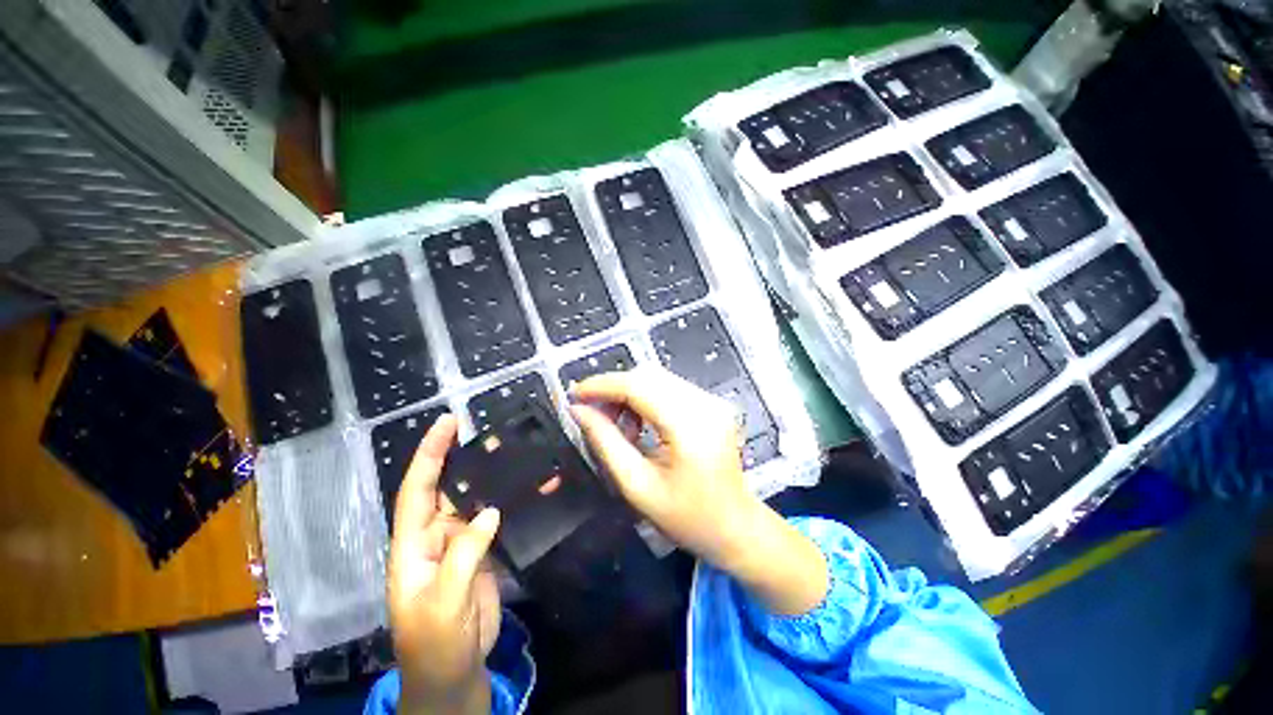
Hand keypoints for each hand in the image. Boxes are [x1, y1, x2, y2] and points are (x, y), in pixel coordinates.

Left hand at [388, 414, 501, 714]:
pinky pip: (499, 520)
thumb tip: (490, 512)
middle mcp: (436, 536)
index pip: (417, 490)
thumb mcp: (441, 605)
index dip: (430, 454)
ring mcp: (462, 543)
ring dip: (498, 479)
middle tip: (497, 435)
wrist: (454, 674)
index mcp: (413, 545)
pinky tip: (536, 490)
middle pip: (450, 487)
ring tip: (522, 455)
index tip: (446, 423)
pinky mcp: (484, 551)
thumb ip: (463, 556)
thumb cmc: (434, 644)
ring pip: (479, 500)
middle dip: (468, 458)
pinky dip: (515, 504)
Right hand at [569, 368, 827, 614]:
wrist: (736, 527)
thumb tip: (578, 410)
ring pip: (658, 379)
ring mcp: (712, 400)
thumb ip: (606, 443)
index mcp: (690, 425)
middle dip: (614, 390)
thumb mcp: (637, 486)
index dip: (601, 385)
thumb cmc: (687, 518)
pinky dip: (647, 399)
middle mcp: (705, 403)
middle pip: (648, 376)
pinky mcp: (712, 404)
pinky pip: (670, 389)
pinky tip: (639, 425)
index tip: (574, 394)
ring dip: (629, 395)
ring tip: (619, 428)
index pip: (638, 386)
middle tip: (593, 415)